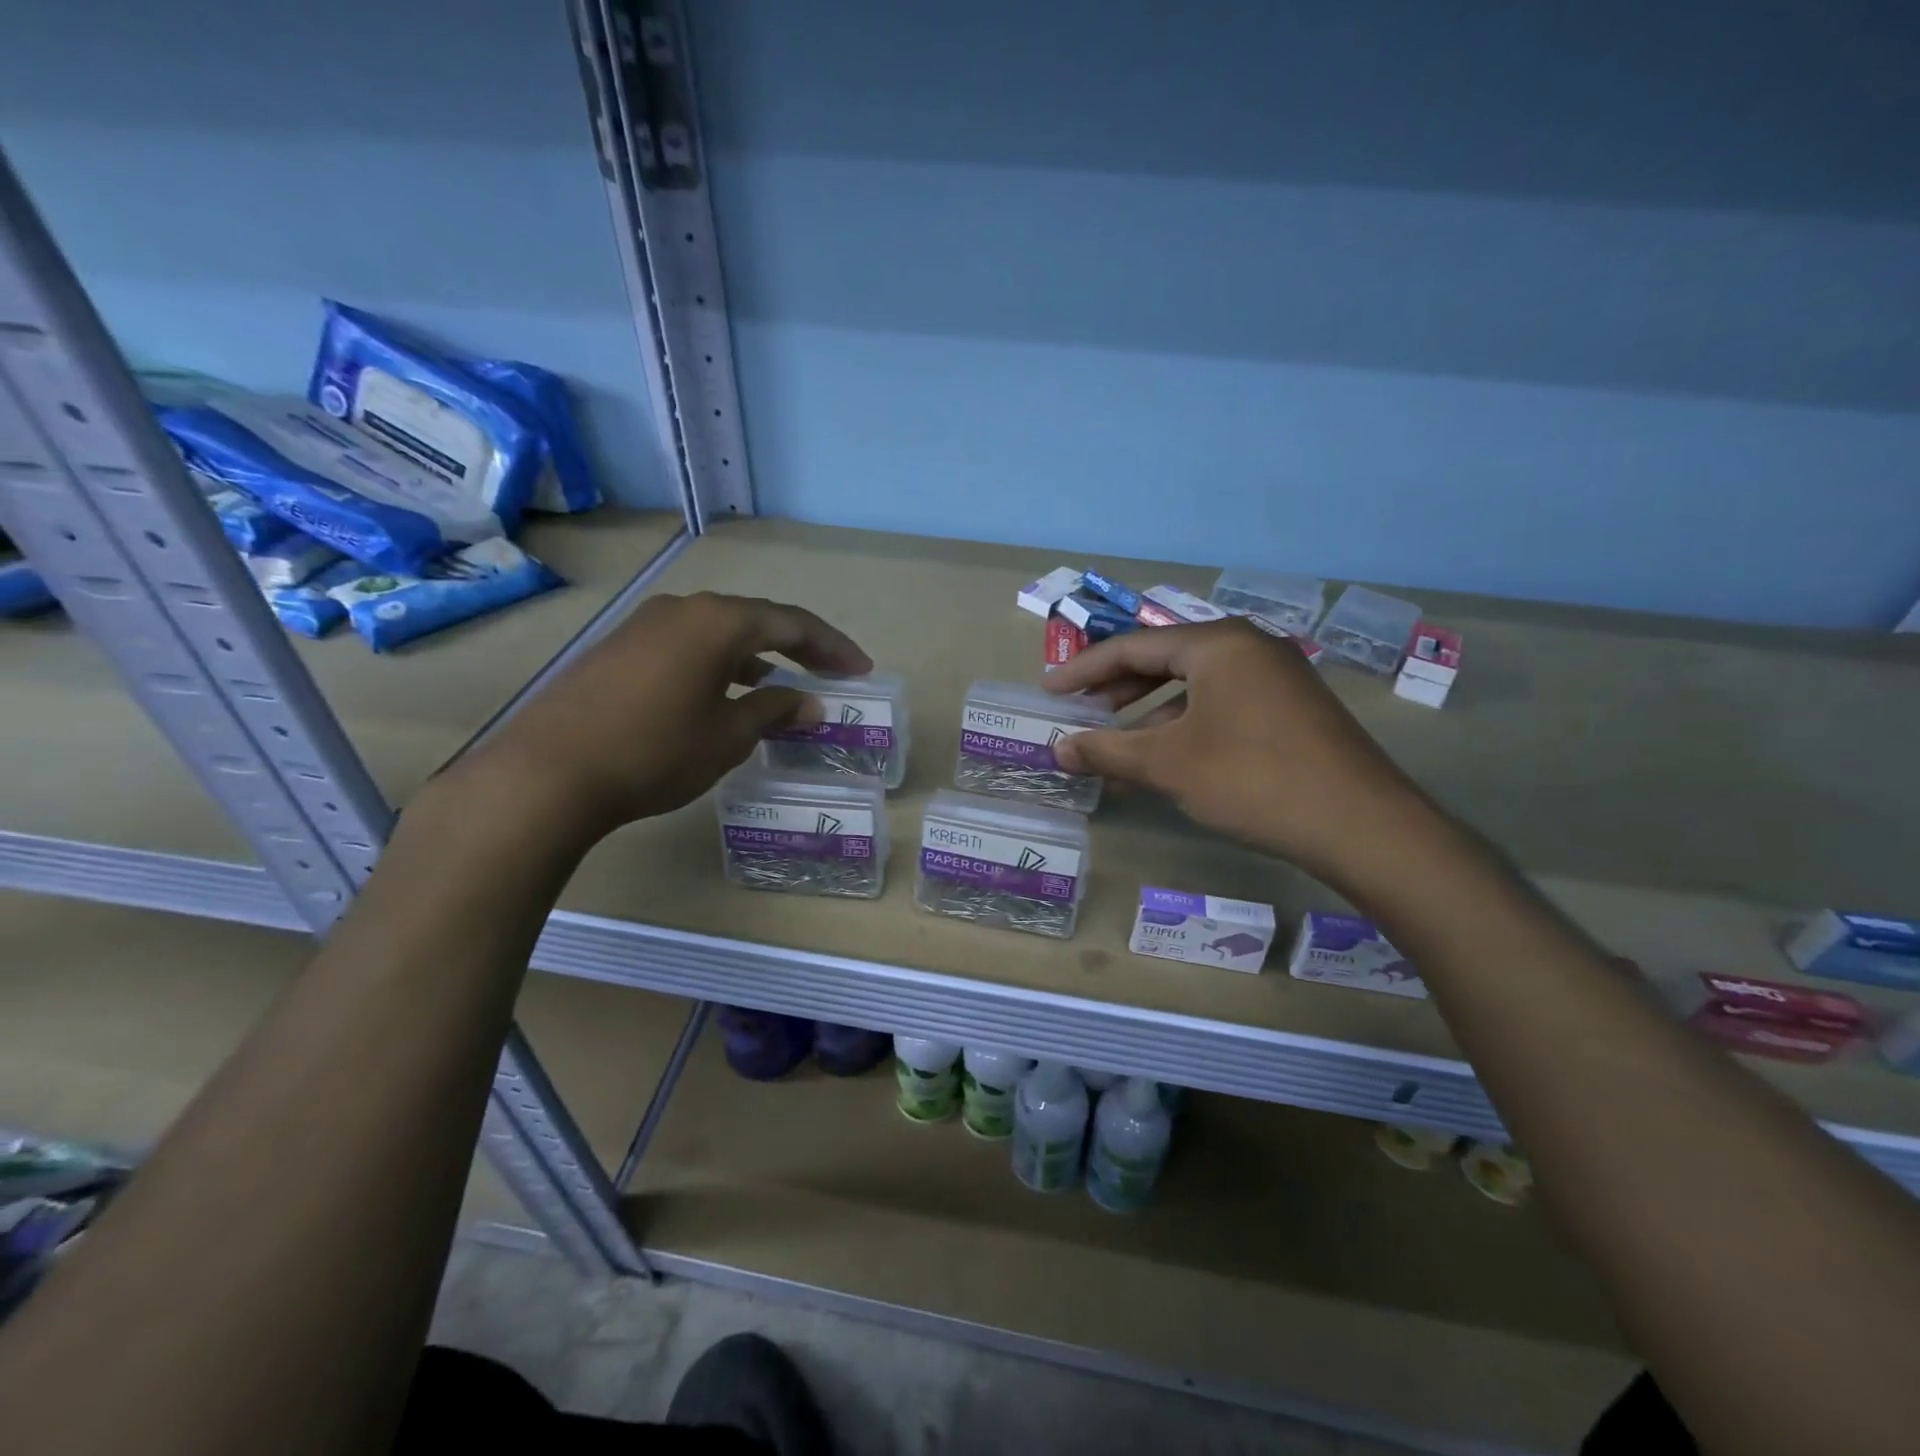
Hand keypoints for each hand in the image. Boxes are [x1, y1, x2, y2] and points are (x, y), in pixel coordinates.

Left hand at [450, 591, 870, 843]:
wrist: (547, 772)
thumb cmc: (655, 751)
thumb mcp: (728, 736)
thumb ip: (776, 711)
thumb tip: (810, 703)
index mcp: (719, 622)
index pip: (793, 623)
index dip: (833, 647)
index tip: (861, 670)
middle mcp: (683, 609)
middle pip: (756, 620)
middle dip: (799, 647)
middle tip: (830, 672)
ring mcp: (645, 625)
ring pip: (719, 632)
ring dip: (757, 656)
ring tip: (782, 685)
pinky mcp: (619, 648)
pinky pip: (687, 645)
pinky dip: (719, 663)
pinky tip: (723, 692)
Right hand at [1045, 619, 1431, 881]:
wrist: (1361, 825)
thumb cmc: (1251, 779)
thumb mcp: (1168, 764)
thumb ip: (1107, 750)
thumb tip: (1057, 749)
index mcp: (1217, 643)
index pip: (1133, 646)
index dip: (1085, 669)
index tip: (1050, 690)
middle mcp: (1249, 647)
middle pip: (1165, 659)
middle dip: (1117, 687)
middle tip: (1079, 710)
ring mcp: (1277, 677)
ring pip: (1196, 685)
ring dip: (1150, 710)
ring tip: (1117, 738)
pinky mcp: (1293, 709)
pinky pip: (1223, 704)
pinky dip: (1187, 724)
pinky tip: (1169, 756)